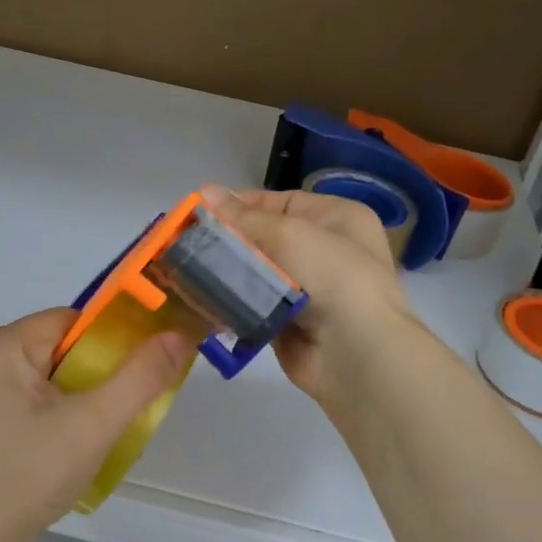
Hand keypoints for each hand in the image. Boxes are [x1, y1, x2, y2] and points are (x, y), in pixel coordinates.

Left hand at [0, 308, 193, 541]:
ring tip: (87, 434)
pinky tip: (59, 445)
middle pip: (56, 348)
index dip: (109, 347)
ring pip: (42, 373)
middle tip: (110, 415)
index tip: (130, 381)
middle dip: (92, 376)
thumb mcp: (94, 425)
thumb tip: (180, 336)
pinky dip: (48, 411)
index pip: (70, 324)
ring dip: (72, 397)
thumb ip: (141, 377)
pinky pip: (22, 395)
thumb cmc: (28, 478)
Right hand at [202, 185, 414, 401]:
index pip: (280, 203)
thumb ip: (243, 216)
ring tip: (186, 270)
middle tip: (186, 242)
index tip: (200, 211)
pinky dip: (233, 304)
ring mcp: (309, 290)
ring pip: (257, 274)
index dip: (241, 205)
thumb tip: (205, 190)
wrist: (355, 352)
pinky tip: (203, 300)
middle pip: (266, 239)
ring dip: (227, 274)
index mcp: (337, 218)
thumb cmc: (330, 275)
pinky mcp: (290, 324)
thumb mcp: (288, 233)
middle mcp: (326, 250)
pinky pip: (254, 306)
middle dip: (229, 241)